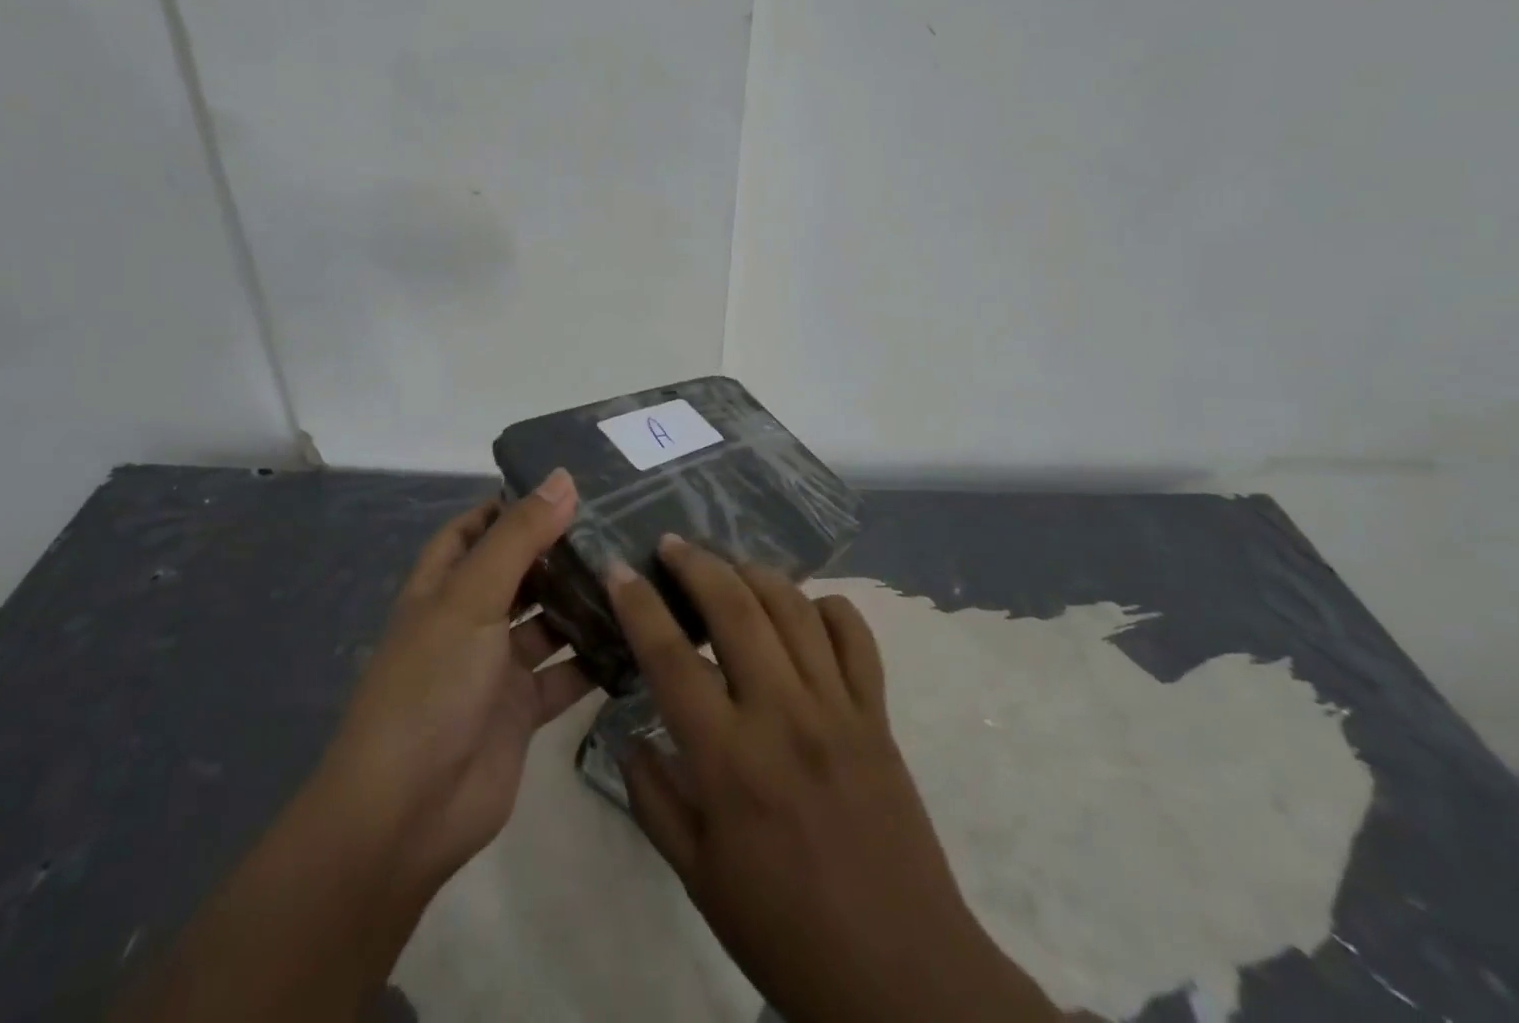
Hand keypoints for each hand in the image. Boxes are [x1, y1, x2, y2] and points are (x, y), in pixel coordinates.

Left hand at [313, 469, 595, 895]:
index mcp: (444, 587)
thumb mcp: (472, 596)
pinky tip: (639, 635)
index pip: (475, 529)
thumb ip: (519, 536)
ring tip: (636, 570)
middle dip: (560, 550)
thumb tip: (563, 477)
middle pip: (520, 572)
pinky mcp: (524, 710)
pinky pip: (567, 673)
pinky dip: (597, 658)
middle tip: (620, 523)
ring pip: (548, 621)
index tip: (566, 486)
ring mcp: (497, 667)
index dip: (511, 505)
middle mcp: (470, 620)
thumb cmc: (431, 684)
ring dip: (584, 602)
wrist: (407, 813)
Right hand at [606, 536, 1059, 1022]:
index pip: (671, 658)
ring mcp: (838, 707)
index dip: (638, 605)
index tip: (617, 569)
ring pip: (794, 607)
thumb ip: (654, 800)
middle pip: (737, 607)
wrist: (901, 974)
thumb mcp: (698, 877)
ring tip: (728, 564)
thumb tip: (628, 735)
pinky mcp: (878, 713)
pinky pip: (855, 636)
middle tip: (672, 544)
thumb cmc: (786, 931)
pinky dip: (826, 607)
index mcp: (730, 761)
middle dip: (697, 563)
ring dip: (755, 572)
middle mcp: (784, 715)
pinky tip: (804, 609)